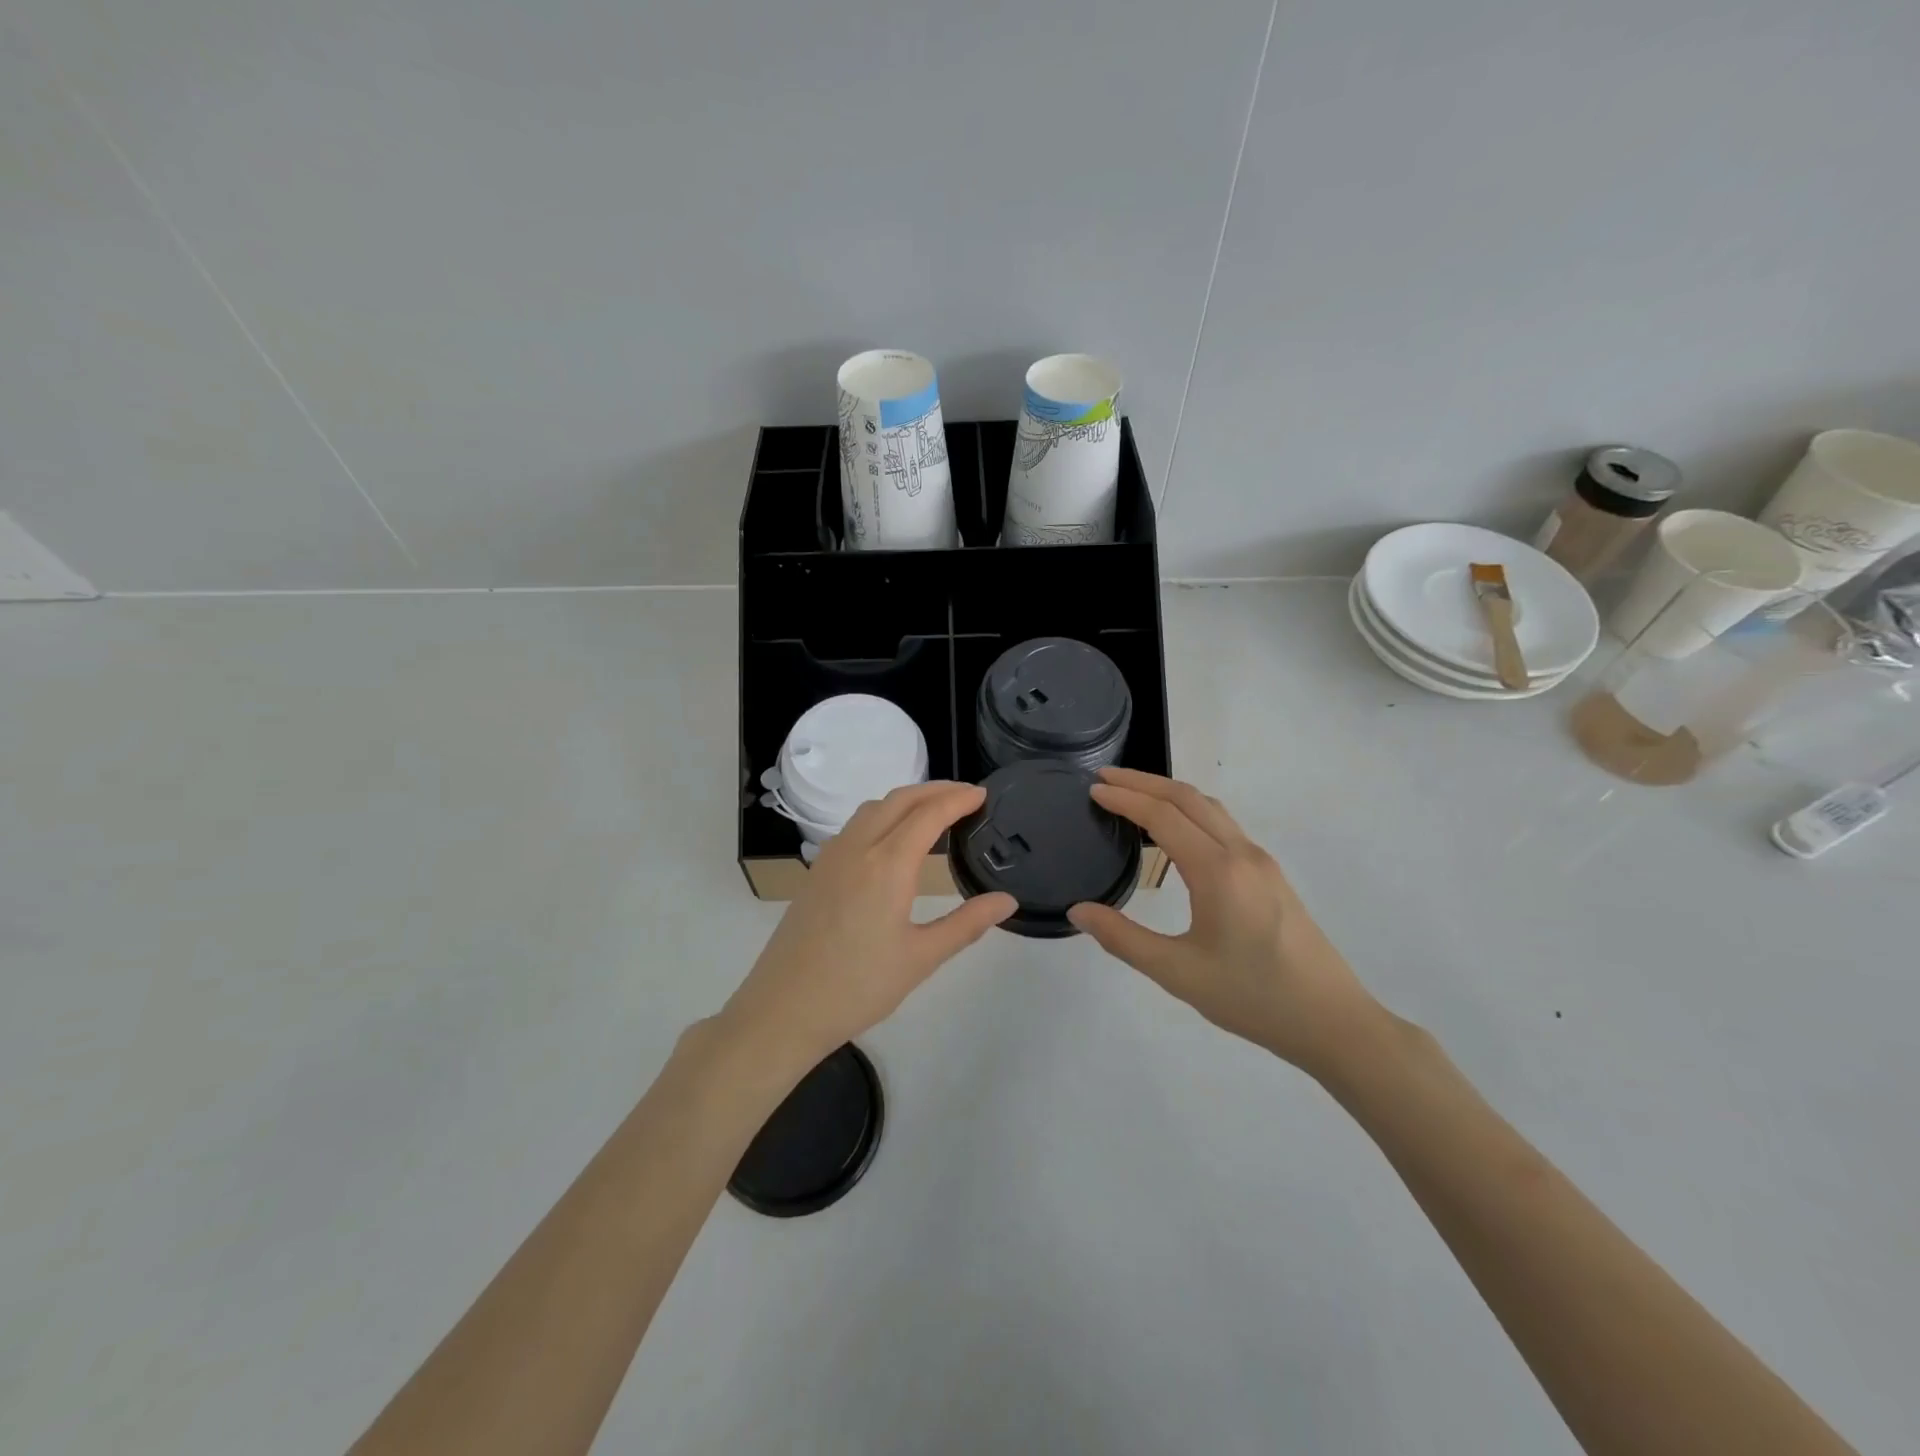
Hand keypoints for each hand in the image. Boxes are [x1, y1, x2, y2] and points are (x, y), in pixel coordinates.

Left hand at [719, 782, 1016, 1077]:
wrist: (784, 1008)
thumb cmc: (858, 987)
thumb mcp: (921, 958)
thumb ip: (967, 924)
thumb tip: (1007, 901)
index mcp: (888, 865)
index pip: (929, 814)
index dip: (958, 799)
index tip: (982, 795)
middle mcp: (858, 848)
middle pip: (899, 799)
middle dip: (935, 789)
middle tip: (966, 796)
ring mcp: (832, 856)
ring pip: (873, 808)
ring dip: (906, 800)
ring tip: (933, 812)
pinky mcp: (817, 871)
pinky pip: (854, 826)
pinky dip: (882, 816)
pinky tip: (892, 840)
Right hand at [1067, 768, 1379, 1074]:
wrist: (1332, 1021)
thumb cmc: (1252, 997)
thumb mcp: (1178, 972)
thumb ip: (1123, 939)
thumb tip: (1079, 911)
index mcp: (1217, 870)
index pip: (1162, 816)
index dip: (1125, 798)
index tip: (1093, 789)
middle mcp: (1242, 853)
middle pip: (1188, 798)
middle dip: (1144, 781)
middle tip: (1105, 777)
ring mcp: (1261, 862)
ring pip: (1210, 808)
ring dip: (1169, 793)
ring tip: (1134, 795)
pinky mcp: (1271, 875)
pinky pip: (1224, 825)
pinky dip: (1190, 811)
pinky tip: (1176, 831)